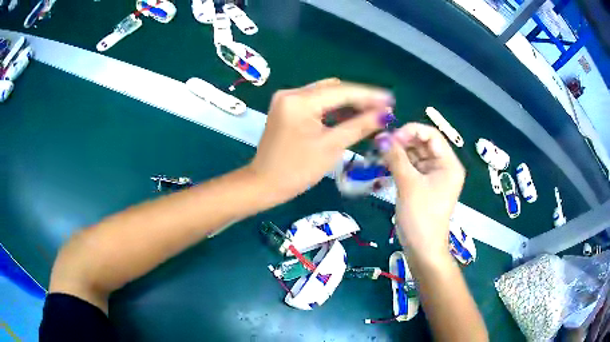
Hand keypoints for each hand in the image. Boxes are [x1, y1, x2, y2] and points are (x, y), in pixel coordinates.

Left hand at [247, 78, 393, 203]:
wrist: (264, 184)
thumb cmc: (297, 170)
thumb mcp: (331, 147)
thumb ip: (359, 126)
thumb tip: (384, 114)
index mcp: (300, 101)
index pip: (342, 92)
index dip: (369, 96)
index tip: (391, 100)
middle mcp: (291, 93)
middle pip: (333, 89)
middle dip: (360, 98)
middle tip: (383, 110)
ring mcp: (287, 100)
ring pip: (325, 94)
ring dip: (347, 103)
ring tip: (371, 113)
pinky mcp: (287, 108)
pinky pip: (315, 103)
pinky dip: (333, 108)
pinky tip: (350, 116)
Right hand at [382, 123, 464, 259]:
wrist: (422, 248)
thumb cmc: (421, 216)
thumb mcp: (408, 184)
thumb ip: (396, 157)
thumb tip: (381, 137)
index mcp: (449, 163)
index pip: (431, 135)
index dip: (411, 131)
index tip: (391, 138)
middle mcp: (443, 166)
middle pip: (422, 144)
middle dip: (402, 142)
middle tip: (380, 144)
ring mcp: (433, 176)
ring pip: (415, 155)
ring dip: (398, 153)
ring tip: (378, 154)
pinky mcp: (423, 185)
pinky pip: (411, 168)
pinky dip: (398, 165)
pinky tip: (383, 164)